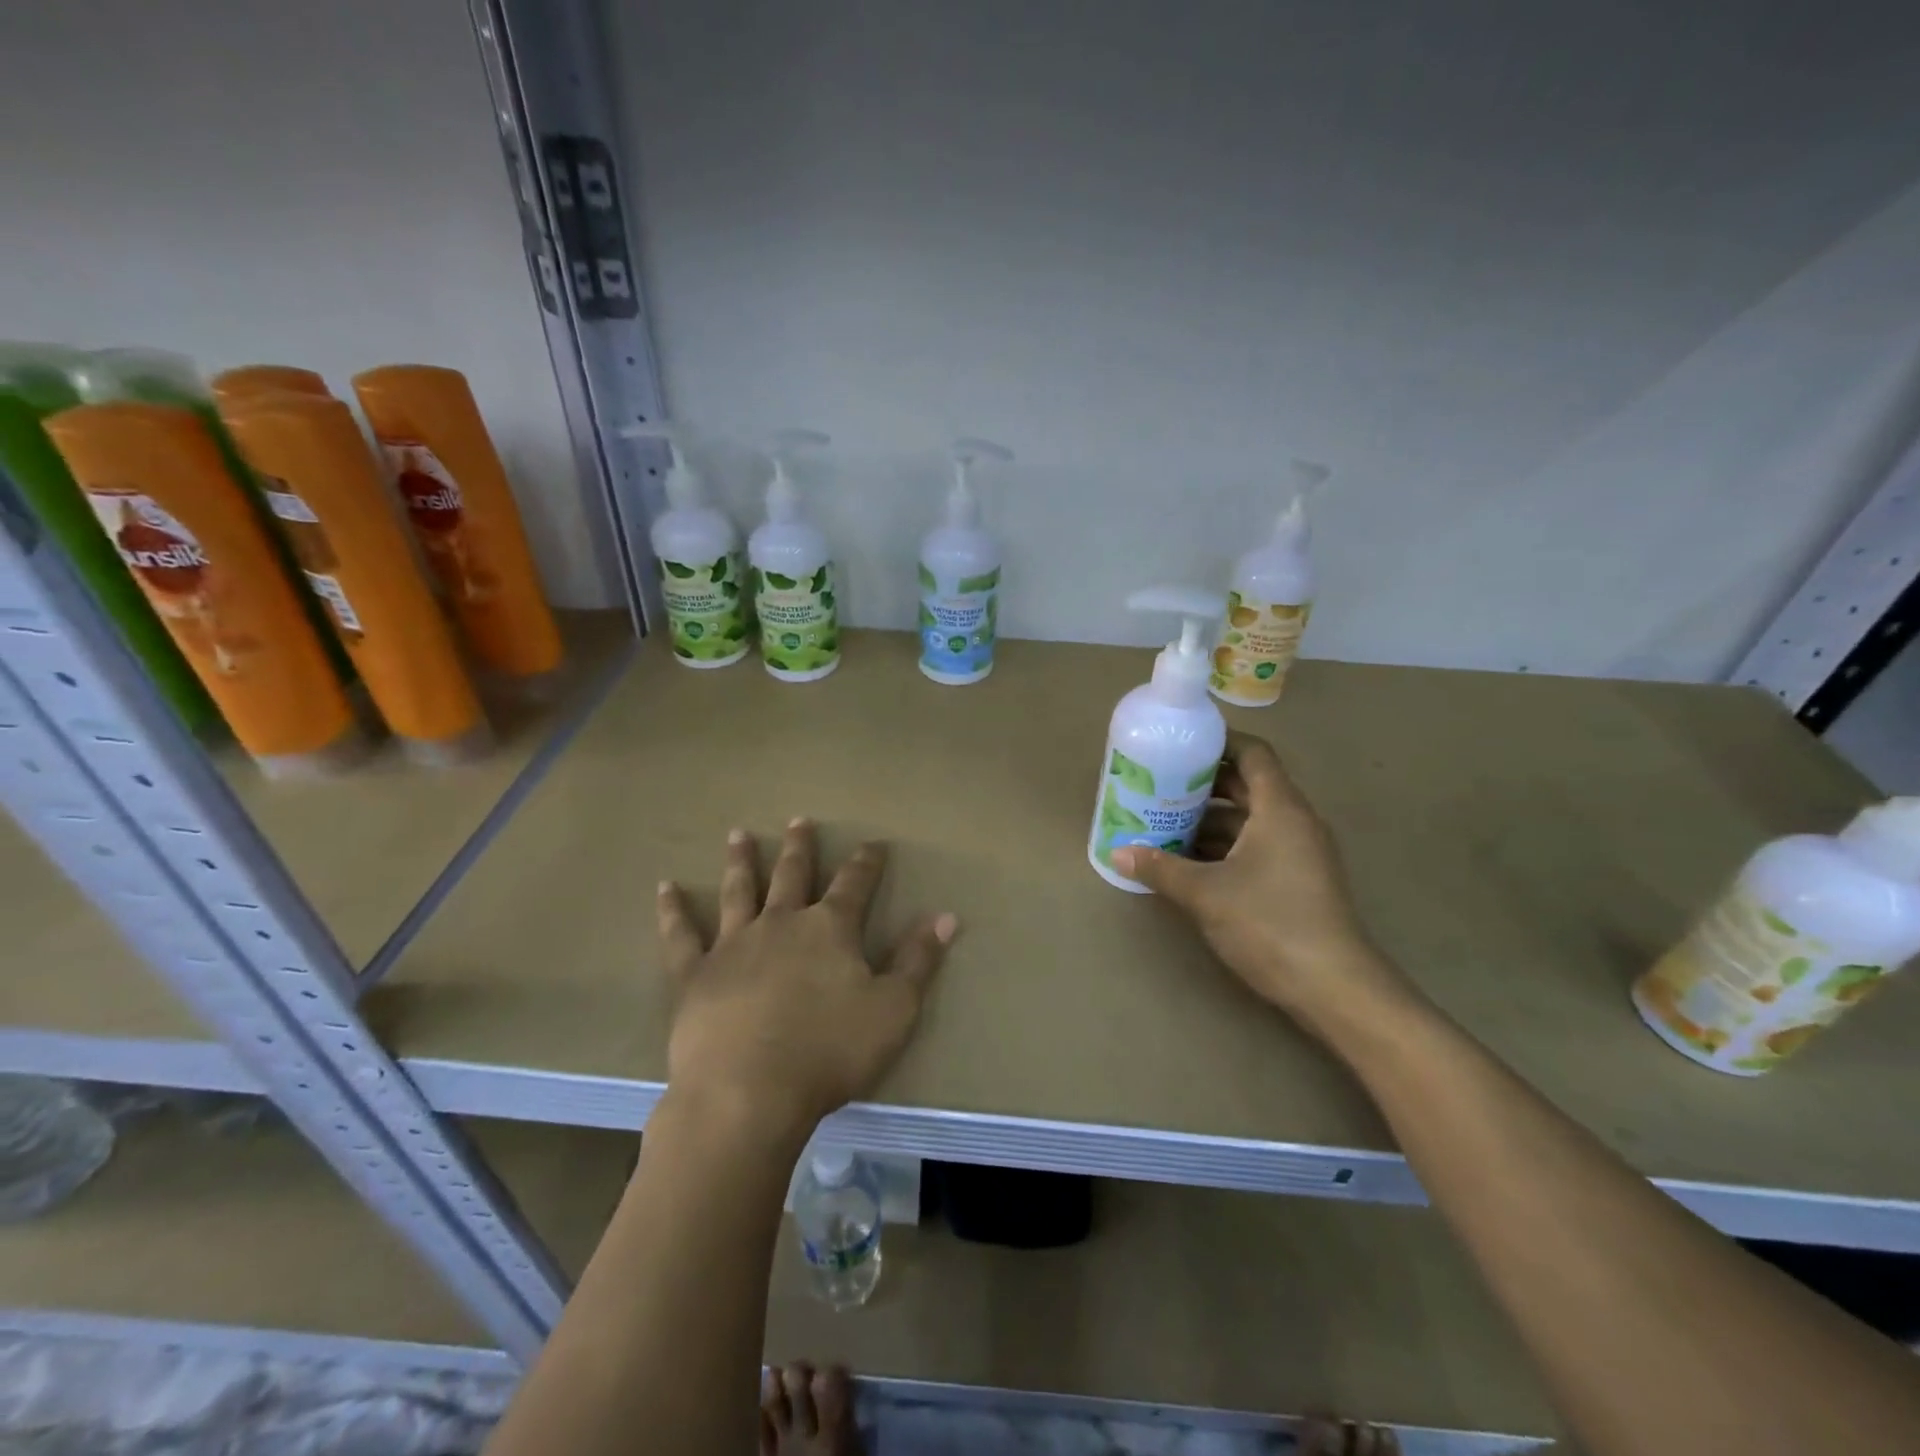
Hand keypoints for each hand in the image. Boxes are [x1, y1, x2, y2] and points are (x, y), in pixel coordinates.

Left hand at [656, 819, 957, 1137]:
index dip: (866, 862)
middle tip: (799, 820)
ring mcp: (733, 945)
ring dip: (741, 861)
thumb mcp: (894, 1008)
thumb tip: (946, 915)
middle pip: (793, 874)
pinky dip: (673, 910)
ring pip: (739, 891)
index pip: (855, 884)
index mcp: (830, 929)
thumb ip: (919, 960)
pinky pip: (681, 935)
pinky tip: (665, 888)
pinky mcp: (695, 974)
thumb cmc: (830, 1052)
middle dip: (800, 847)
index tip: (873, 843)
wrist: (749, 1094)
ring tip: (738, 833)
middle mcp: (781, 923)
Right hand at [1113, 734, 1415, 1035]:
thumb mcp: (1206, 894)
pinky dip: (1223, 848)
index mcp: (1280, 808)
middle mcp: (1294, 821)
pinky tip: (1188, 863)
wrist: (1335, 988)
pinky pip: (1256, 846)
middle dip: (1202, 785)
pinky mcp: (1297, 880)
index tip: (1180, 744)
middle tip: (1158, 785)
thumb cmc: (1270, 924)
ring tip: (1162, 824)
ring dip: (1208, 821)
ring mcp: (1299, 852)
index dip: (1219, 742)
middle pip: (1247, 786)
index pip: (1253, 753)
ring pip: (1249, 820)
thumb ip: (1160, 869)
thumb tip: (1118, 853)